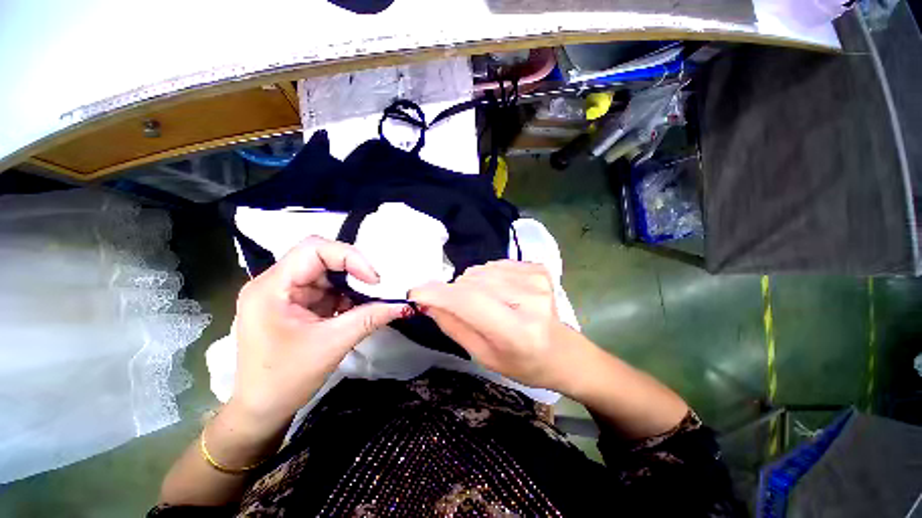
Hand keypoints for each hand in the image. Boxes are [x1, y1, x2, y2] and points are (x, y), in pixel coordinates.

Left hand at [231, 236, 407, 428]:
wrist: (261, 410)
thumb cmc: (286, 379)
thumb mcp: (332, 345)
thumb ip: (370, 318)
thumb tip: (403, 305)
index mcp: (272, 287)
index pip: (313, 250)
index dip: (349, 257)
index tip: (374, 279)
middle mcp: (276, 283)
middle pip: (320, 257)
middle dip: (352, 269)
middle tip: (376, 285)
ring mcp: (286, 293)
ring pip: (327, 273)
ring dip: (352, 284)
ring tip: (371, 298)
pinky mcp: (297, 304)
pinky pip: (327, 289)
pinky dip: (347, 296)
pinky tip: (359, 308)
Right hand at [410, 260, 588, 391]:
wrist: (562, 351)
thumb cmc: (523, 363)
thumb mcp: (484, 356)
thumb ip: (454, 326)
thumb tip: (427, 302)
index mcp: (518, 332)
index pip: (469, 302)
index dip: (439, 294)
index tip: (416, 292)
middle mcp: (530, 299)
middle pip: (472, 282)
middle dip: (454, 292)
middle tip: (458, 307)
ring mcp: (536, 279)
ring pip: (481, 271)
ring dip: (471, 284)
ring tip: (483, 303)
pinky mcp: (537, 268)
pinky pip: (495, 265)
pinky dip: (487, 277)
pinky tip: (499, 292)